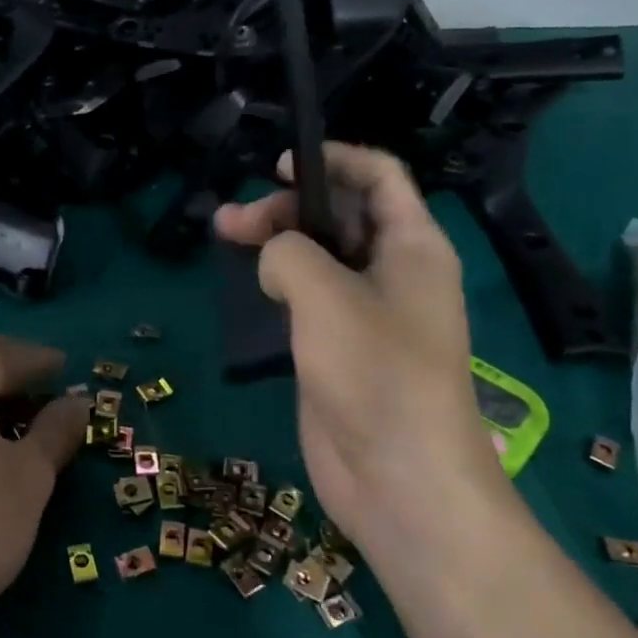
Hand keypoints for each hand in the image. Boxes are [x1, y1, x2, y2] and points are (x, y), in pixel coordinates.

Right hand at [214, 143, 516, 562]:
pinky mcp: (340, 349)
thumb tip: (273, 258)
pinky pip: (309, 299)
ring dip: (276, 244)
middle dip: (287, 207)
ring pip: (320, 257)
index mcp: (412, 246)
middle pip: (341, 215)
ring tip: (225, 239)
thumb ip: (289, 253)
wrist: (400, 478)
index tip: (278, 167)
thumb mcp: (325, 294)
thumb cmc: (375, 372)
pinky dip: (280, 283)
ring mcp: (366, 313)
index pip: (379, 176)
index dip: (333, 159)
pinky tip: (250, 287)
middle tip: (232, 222)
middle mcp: (393, 272)